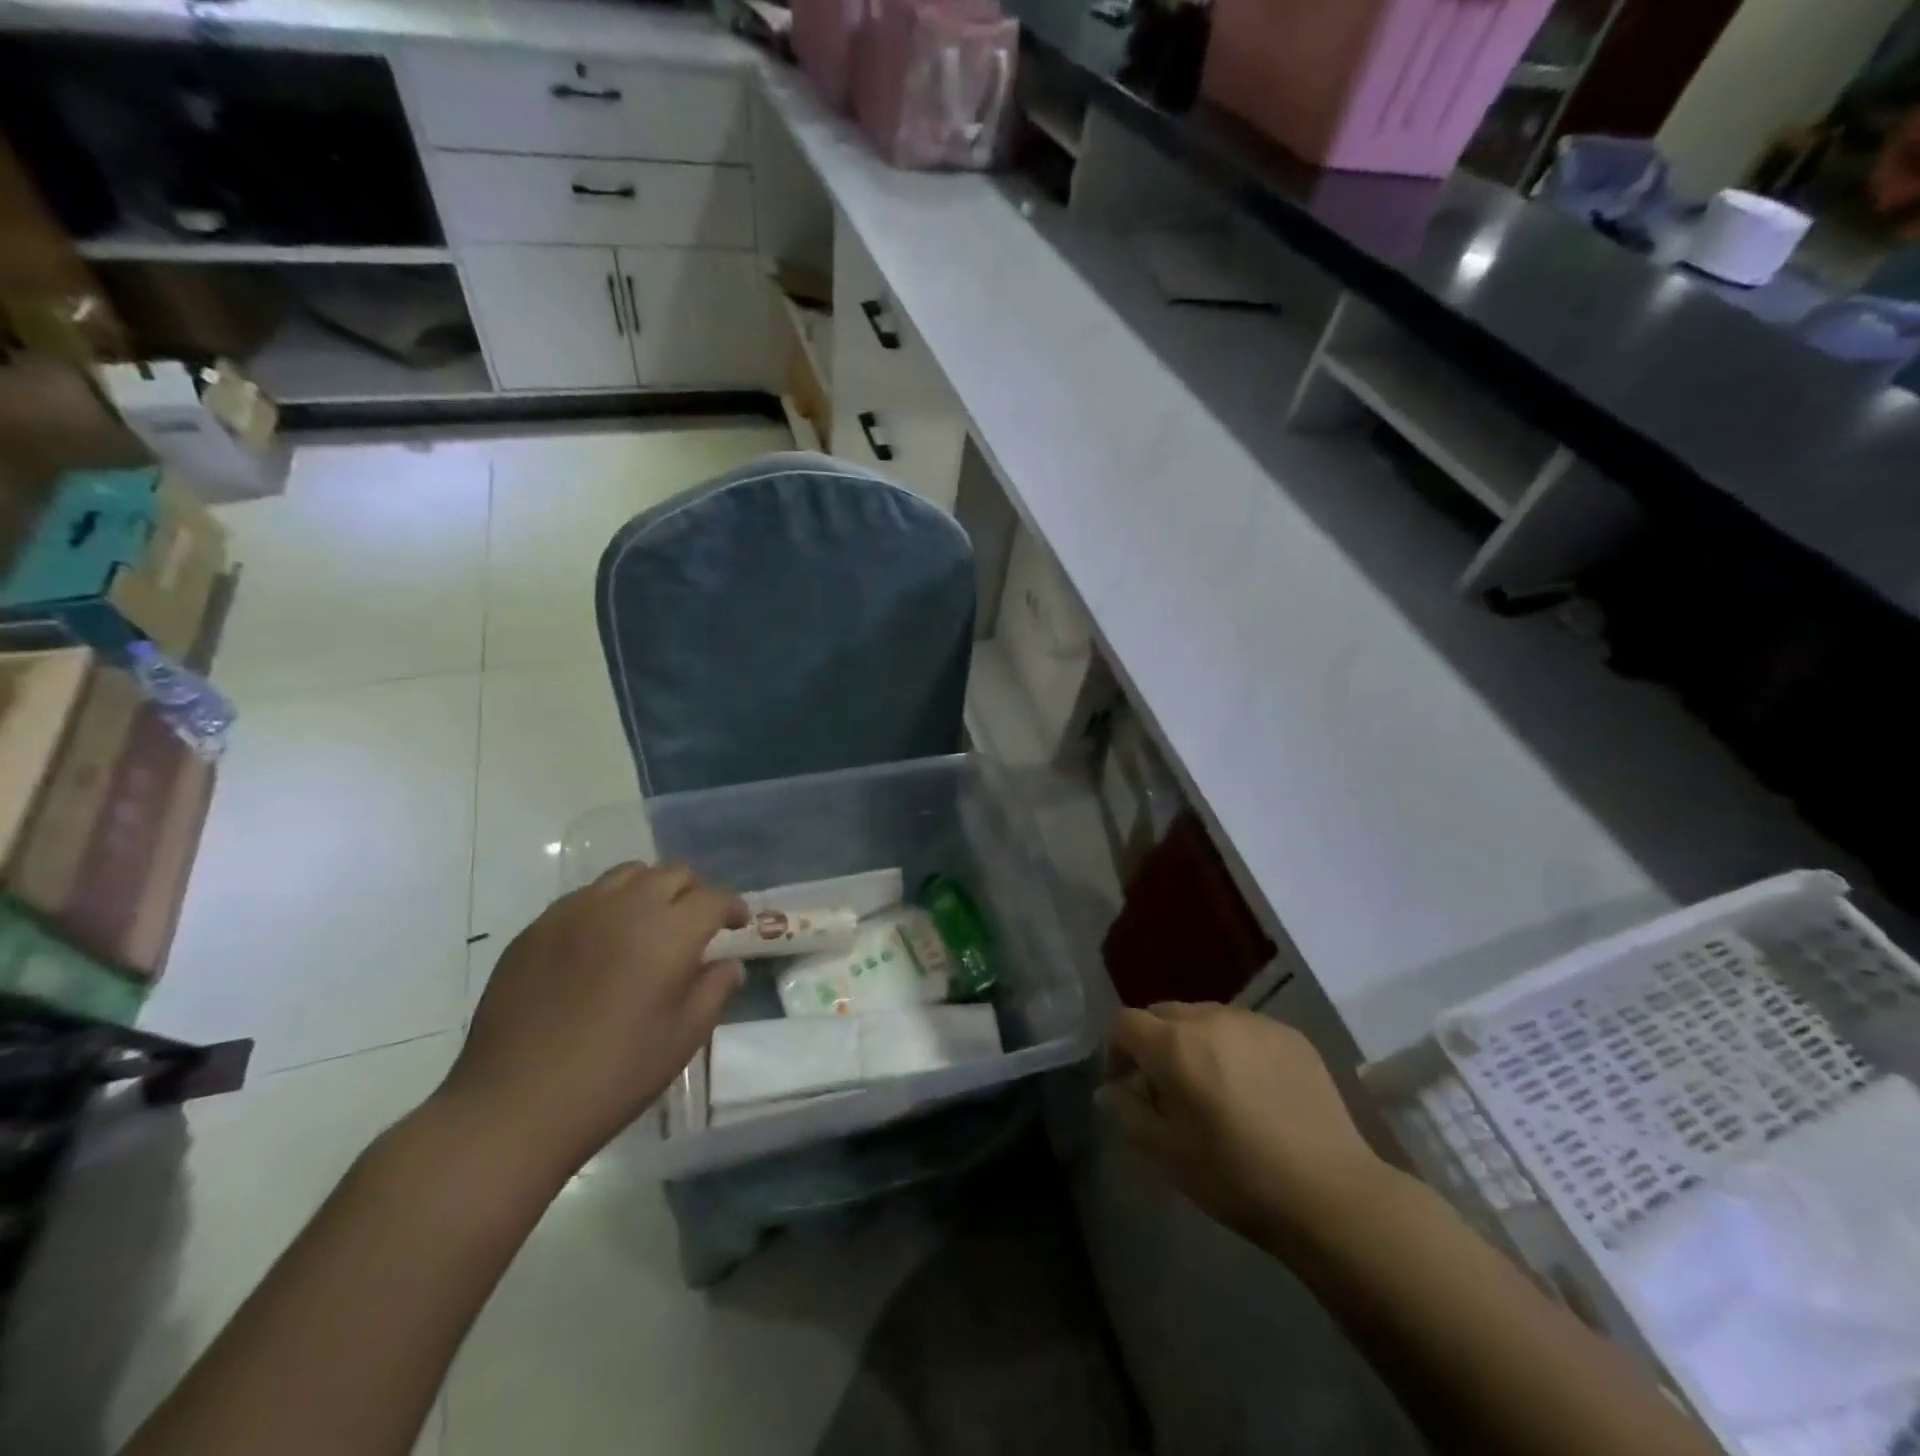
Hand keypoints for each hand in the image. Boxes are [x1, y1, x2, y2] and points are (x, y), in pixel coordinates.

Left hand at [440, 862, 746, 1175]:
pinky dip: (608, 905)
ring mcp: (575, 912)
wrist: (513, 1105)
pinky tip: (602, 942)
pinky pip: (585, 896)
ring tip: (649, 923)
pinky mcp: (537, 928)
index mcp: (669, 932)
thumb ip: (714, 990)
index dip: (733, 907)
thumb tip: (729, 964)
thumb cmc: (614, 1075)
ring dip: (651, 890)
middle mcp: (625, 907)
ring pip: (628, 875)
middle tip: (697, 923)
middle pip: (672, 874)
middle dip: (694, 892)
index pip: (714, 898)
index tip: (737, 924)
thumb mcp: (682, 1038)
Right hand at [1100, 1003, 1393, 1247]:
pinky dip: (1234, 1047)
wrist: (1331, 1194)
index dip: (1117, 1051)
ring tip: (1213, 1087)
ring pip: (1205, 1017)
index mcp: (1174, 1045)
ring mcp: (1254, 1022)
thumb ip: (1127, 1113)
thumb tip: (1107, 1090)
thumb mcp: (1168, 1154)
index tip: (1128, 1086)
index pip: (1124, 1022)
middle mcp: (1210, 1018)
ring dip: (1195, 1042)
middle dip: (1154, 1043)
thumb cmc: (1237, 1177)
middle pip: (1164, 1013)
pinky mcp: (1290, 1034)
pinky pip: (1244, 1028)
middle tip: (1168, 1089)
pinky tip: (1254, 1089)